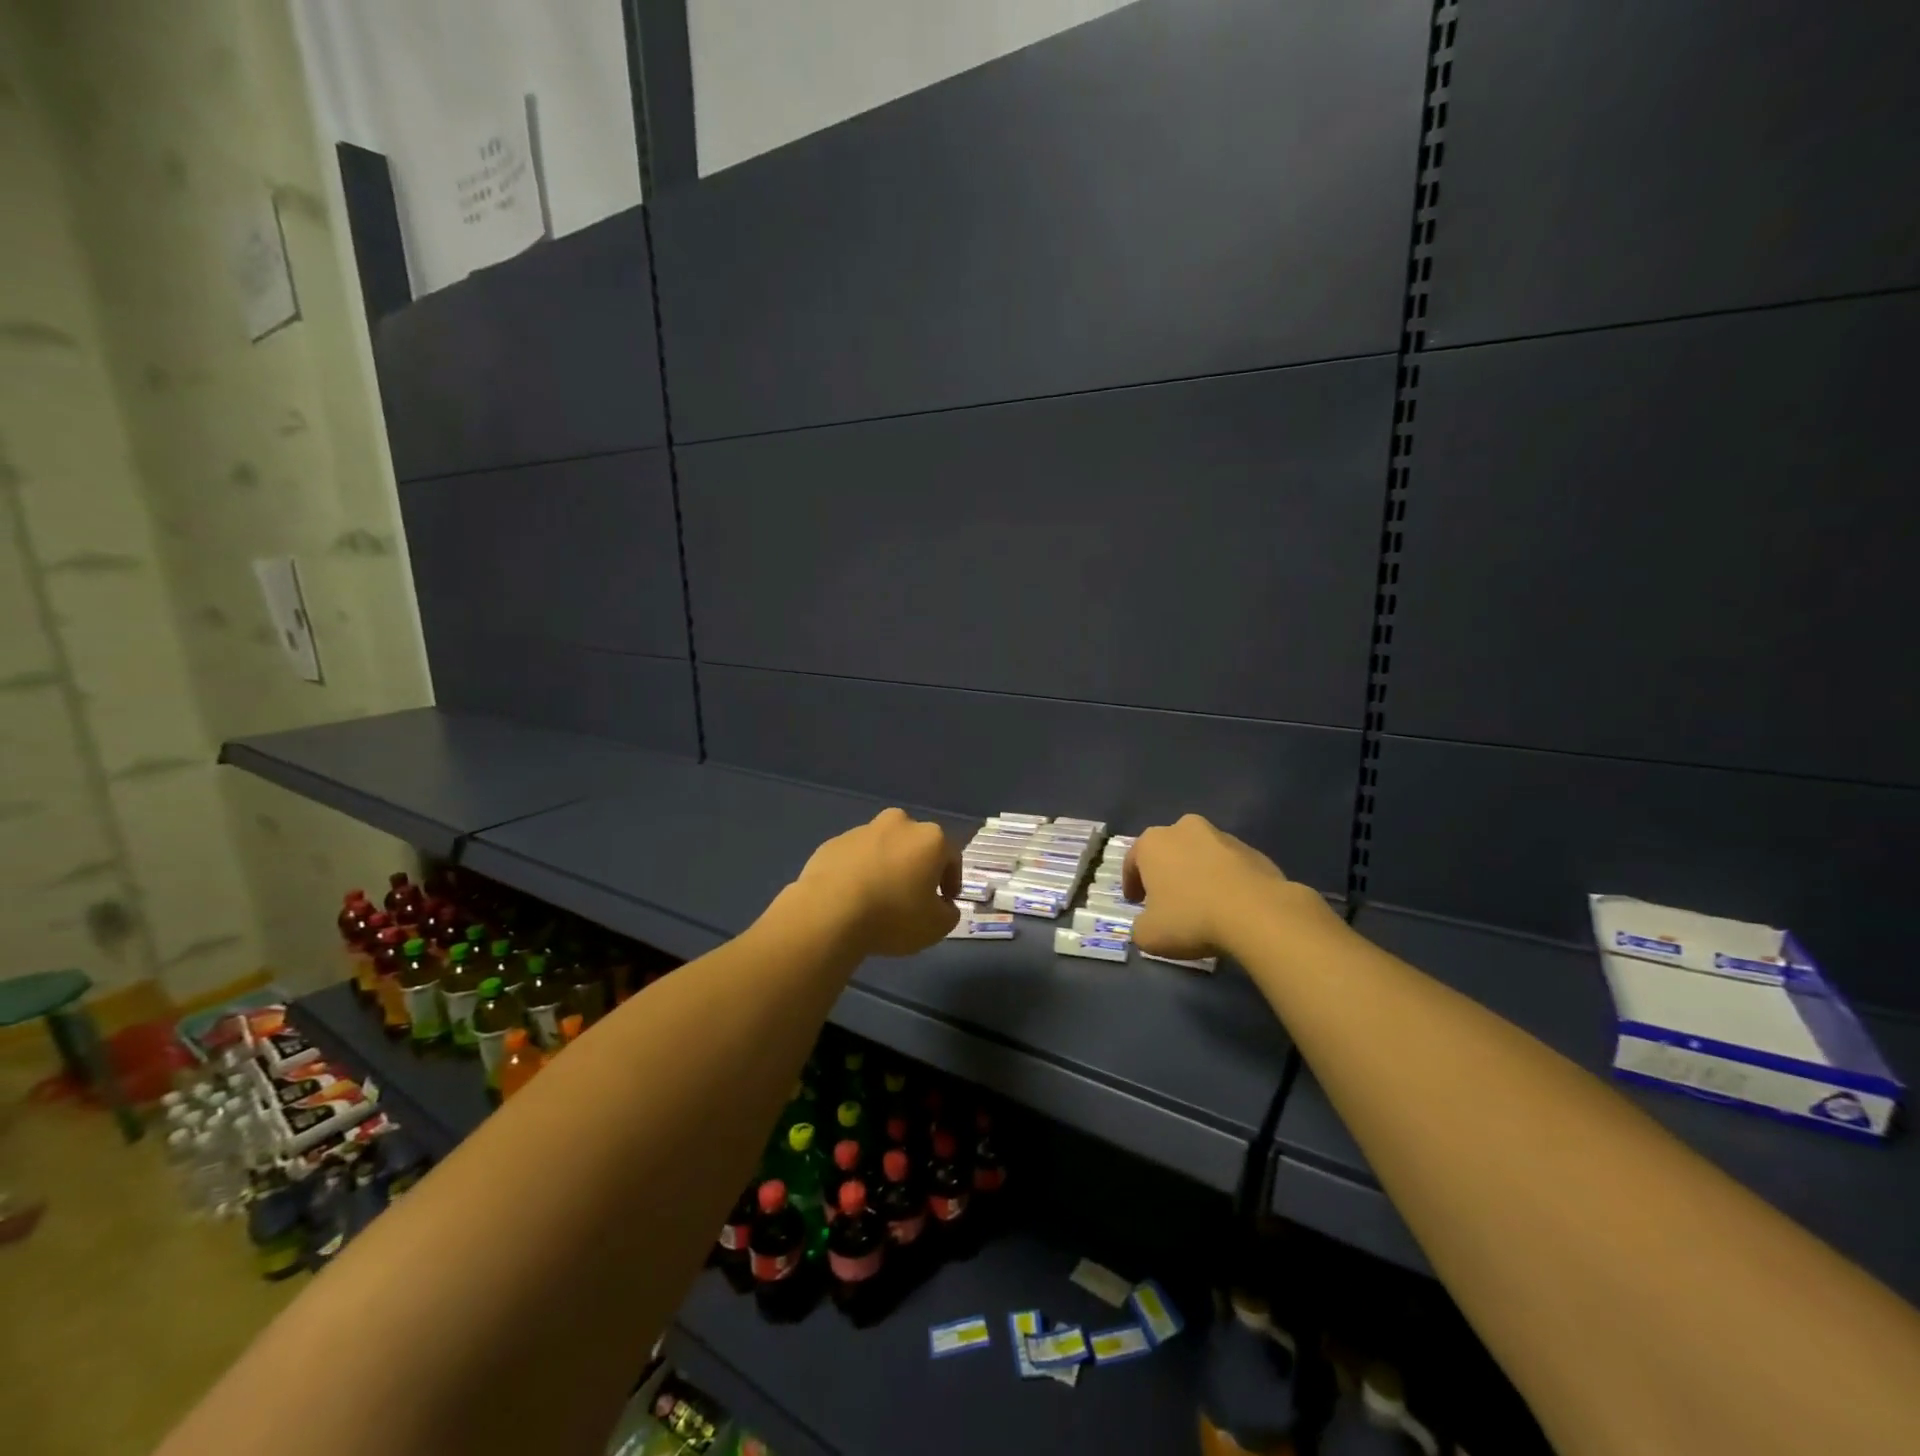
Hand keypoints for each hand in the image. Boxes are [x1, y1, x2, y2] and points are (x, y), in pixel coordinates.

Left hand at [789, 808, 959, 956]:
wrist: (829, 912)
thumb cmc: (893, 916)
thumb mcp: (936, 927)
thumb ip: (949, 913)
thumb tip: (944, 906)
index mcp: (929, 838)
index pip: (951, 858)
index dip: (951, 882)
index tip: (945, 902)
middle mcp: (898, 824)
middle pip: (915, 846)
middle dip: (917, 867)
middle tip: (912, 897)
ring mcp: (862, 830)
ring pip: (884, 848)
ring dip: (887, 867)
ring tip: (879, 899)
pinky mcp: (833, 843)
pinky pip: (855, 857)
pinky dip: (859, 871)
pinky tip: (853, 897)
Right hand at [1122, 814, 1299, 959]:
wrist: (1256, 914)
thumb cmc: (1191, 918)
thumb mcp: (1149, 935)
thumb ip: (1140, 927)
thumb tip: (1147, 924)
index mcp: (1153, 842)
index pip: (1132, 861)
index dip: (1131, 884)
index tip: (1134, 902)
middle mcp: (1184, 829)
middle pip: (1168, 850)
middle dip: (1166, 872)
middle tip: (1167, 899)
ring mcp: (1222, 836)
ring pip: (1200, 854)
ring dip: (1197, 873)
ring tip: (1202, 903)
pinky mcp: (1252, 850)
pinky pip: (1229, 865)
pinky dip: (1225, 880)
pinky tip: (1229, 905)